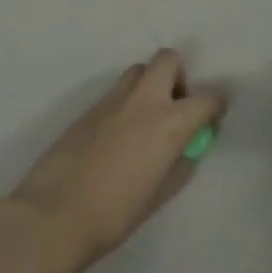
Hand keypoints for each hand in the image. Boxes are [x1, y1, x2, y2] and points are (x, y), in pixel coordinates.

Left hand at [7, 51, 225, 272]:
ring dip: (150, 83)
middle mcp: (144, 100)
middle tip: (175, 107)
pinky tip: (119, 134)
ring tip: (146, 118)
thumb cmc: (116, 213)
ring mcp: (114, 98)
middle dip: (178, 76)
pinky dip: (127, 101)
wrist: (56, 212)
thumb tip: (188, 147)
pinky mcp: (90, 106)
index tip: (212, 119)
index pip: (207, 98)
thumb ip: (181, 163)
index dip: (215, 106)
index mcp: (170, 122)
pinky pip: (117, 91)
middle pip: (168, 59)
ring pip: (139, 70)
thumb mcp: (160, 194)